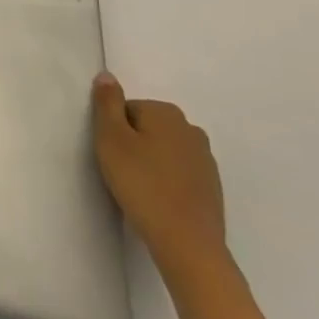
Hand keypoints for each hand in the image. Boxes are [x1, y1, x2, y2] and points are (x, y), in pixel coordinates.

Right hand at [92, 71, 228, 281]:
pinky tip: (157, 199)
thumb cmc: (142, 184)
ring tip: (138, 187)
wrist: (187, 242)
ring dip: (149, 161)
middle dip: (132, 144)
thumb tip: (107, 75)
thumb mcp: (111, 138)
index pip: (126, 109)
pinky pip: (178, 171)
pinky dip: (165, 179)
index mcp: (166, 113)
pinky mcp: (211, 186)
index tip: (111, 154)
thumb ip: (106, 102)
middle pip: (146, 127)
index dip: (113, 131)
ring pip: (163, 149)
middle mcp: (190, 129)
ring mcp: (205, 159)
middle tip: (121, 170)